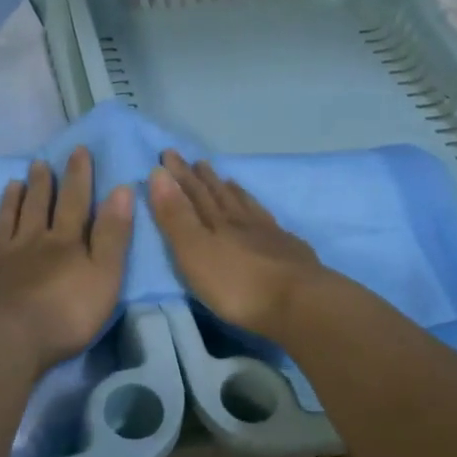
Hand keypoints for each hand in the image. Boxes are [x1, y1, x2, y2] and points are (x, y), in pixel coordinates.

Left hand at [0, 147, 134, 373]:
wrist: (5, 342)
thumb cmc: (65, 314)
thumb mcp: (105, 275)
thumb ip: (113, 234)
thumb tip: (121, 189)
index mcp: (64, 242)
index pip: (75, 202)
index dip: (78, 176)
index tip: (78, 150)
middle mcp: (29, 243)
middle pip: (36, 208)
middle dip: (41, 184)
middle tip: (38, 162)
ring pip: (4, 224)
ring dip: (9, 203)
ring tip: (12, 183)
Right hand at [147, 151, 327, 338]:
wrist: (299, 303)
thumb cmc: (236, 283)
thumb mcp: (194, 251)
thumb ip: (175, 215)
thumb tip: (158, 173)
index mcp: (216, 222)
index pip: (193, 192)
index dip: (179, 174)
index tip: (169, 154)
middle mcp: (242, 221)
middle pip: (220, 195)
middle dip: (205, 179)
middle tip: (198, 161)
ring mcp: (269, 235)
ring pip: (247, 207)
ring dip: (234, 192)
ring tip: (228, 180)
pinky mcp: (290, 251)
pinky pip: (271, 224)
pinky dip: (262, 214)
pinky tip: (265, 217)